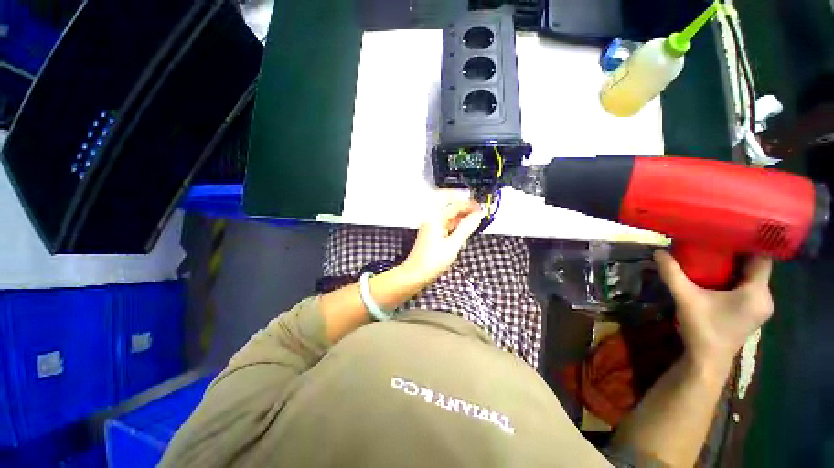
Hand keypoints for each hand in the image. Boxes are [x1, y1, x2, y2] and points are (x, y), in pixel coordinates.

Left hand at [403, 200, 484, 282]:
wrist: (416, 275)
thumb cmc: (431, 261)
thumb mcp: (453, 245)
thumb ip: (466, 228)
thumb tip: (478, 216)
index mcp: (435, 218)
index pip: (455, 205)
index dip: (469, 205)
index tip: (481, 208)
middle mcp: (432, 220)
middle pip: (451, 210)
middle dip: (466, 211)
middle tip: (480, 215)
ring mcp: (431, 228)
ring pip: (450, 218)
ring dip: (462, 220)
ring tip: (475, 224)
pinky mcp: (433, 235)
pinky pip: (447, 227)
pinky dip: (456, 228)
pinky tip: (464, 234)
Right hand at [654, 250, 773, 371]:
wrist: (707, 359)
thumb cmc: (702, 328)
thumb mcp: (685, 298)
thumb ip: (672, 274)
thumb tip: (658, 252)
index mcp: (757, 293)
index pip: (763, 259)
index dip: (751, 243)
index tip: (733, 228)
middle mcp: (765, 298)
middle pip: (758, 267)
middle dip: (740, 252)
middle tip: (718, 238)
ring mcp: (760, 306)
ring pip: (753, 277)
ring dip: (738, 265)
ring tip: (717, 252)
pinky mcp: (752, 312)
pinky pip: (749, 286)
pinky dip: (737, 277)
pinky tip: (720, 274)